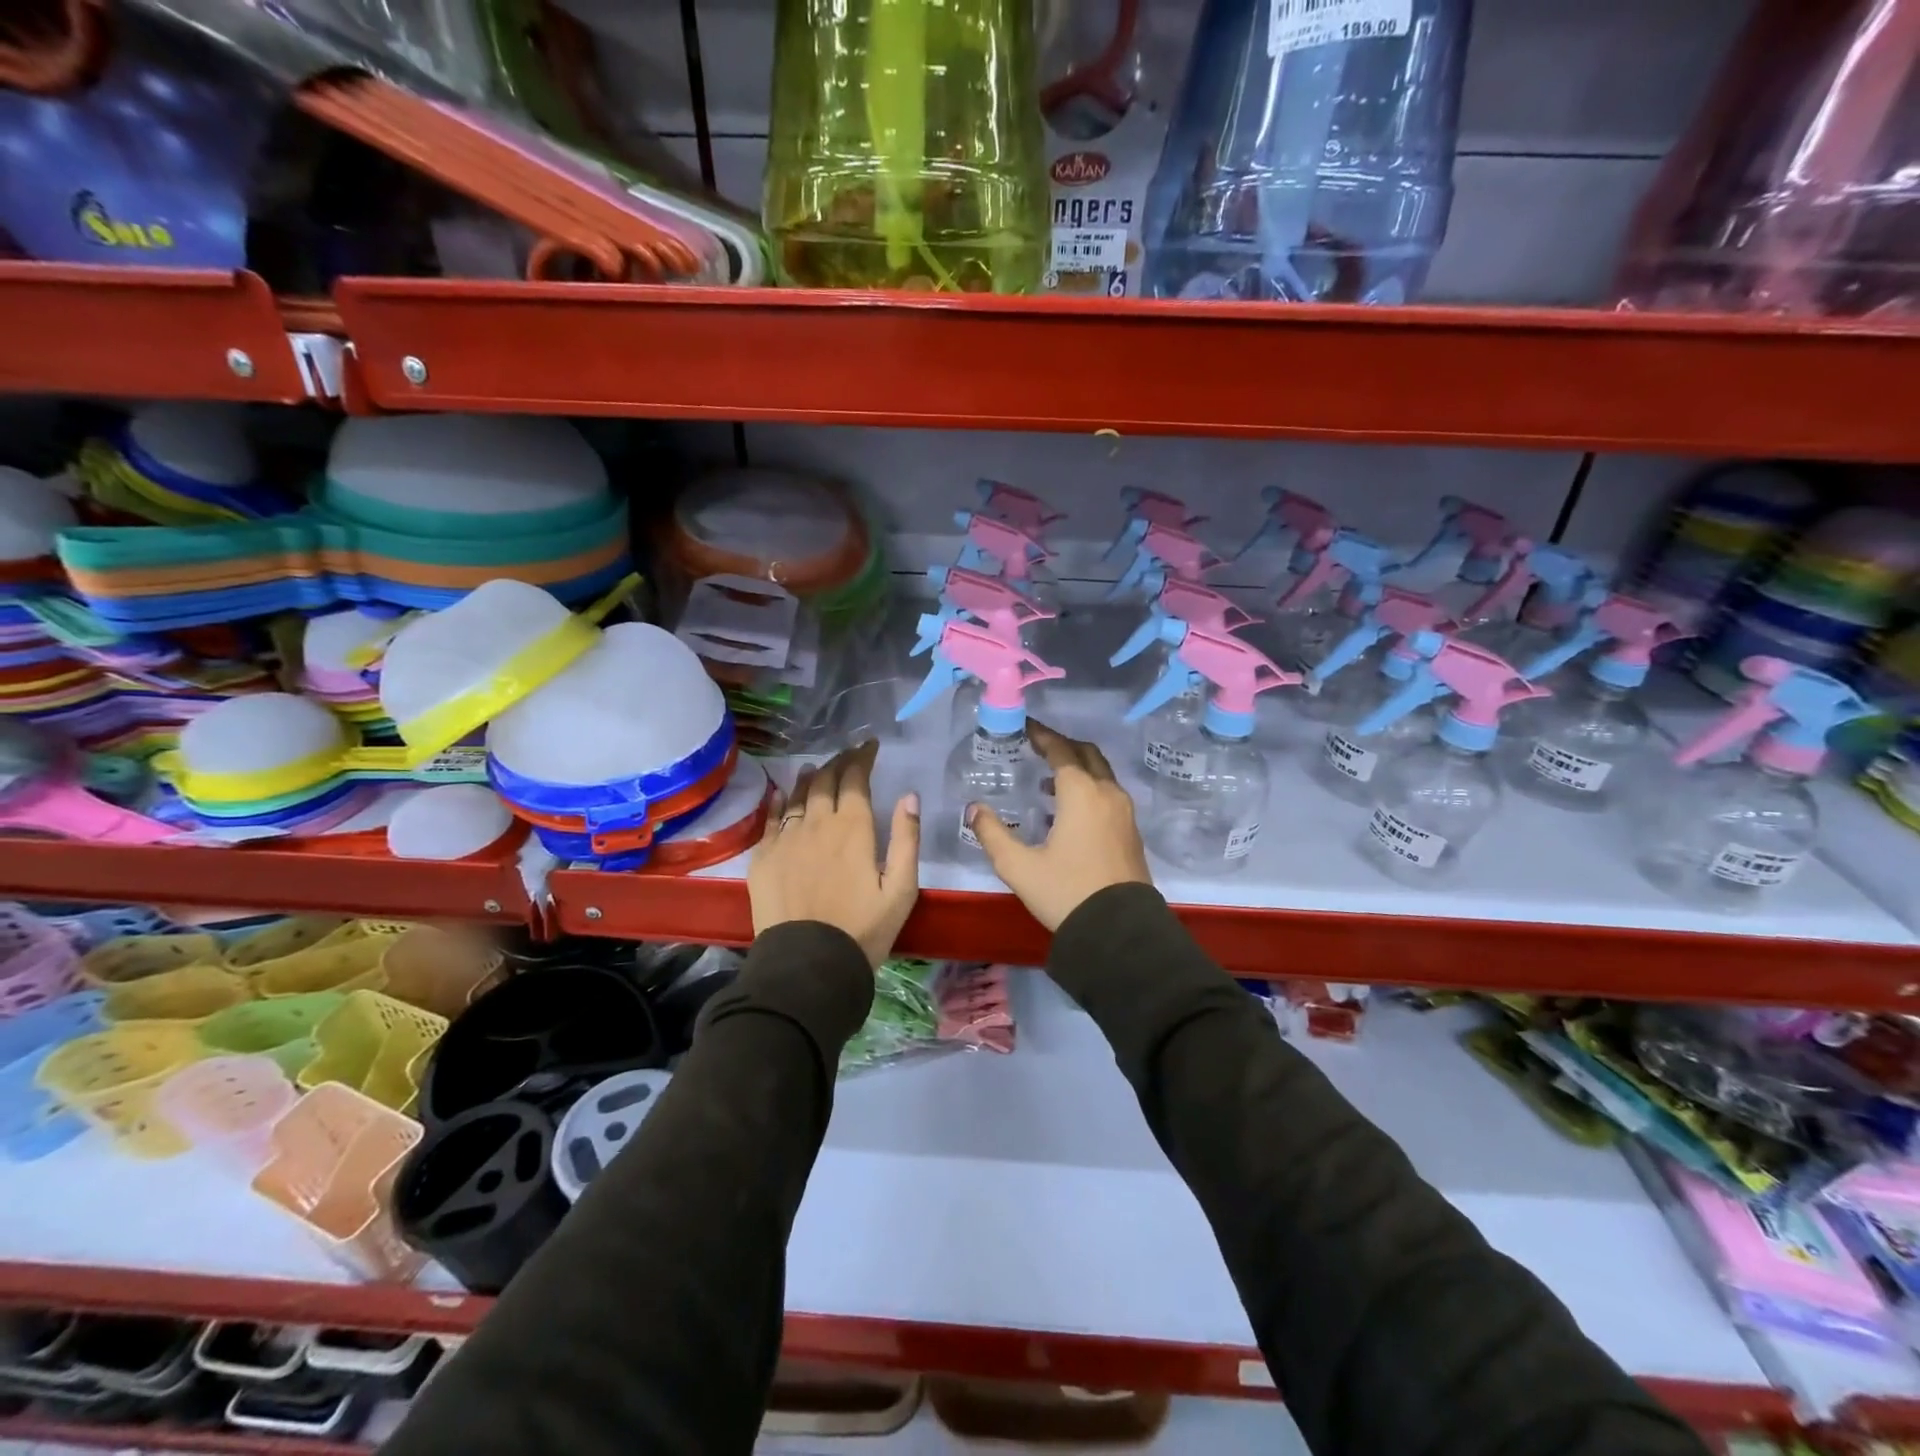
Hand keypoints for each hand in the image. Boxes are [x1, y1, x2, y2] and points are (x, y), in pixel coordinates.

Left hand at [749, 739, 920, 967]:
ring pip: (797, 796)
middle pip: (826, 781)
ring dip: (810, 778)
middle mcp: (817, 824)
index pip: (855, 779)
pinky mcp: (763, 857)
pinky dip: (779, 801)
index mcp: (853, 828)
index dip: (862, 757)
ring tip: (817, 768)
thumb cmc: (863, 930)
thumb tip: (910, 796)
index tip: (869, 745)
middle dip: (839, 762)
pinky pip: (771, 819)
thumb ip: (906, 839)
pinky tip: (781, 794)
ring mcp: (786, 839)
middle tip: (848, 755)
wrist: (807, 964)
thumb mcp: (901, 890)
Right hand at [965, 722, 1151, 930]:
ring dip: (1077, 768)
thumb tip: (974, 809)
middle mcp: (1107, 794)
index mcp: (1081, 793)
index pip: (1061, 751)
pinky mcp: (1131, 832)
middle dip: (1063, 746)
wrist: (1119, 932)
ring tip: (1047, 781)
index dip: (1042, 735)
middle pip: (1087, 754)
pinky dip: (1089, 788)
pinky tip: (1068, 811)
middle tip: (1038, 747)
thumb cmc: (1066, 892)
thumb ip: (992, 833)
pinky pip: (1108, 795)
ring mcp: (1124, 813)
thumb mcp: (1019, 866)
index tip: (1025, 727)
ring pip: (1101, 774)